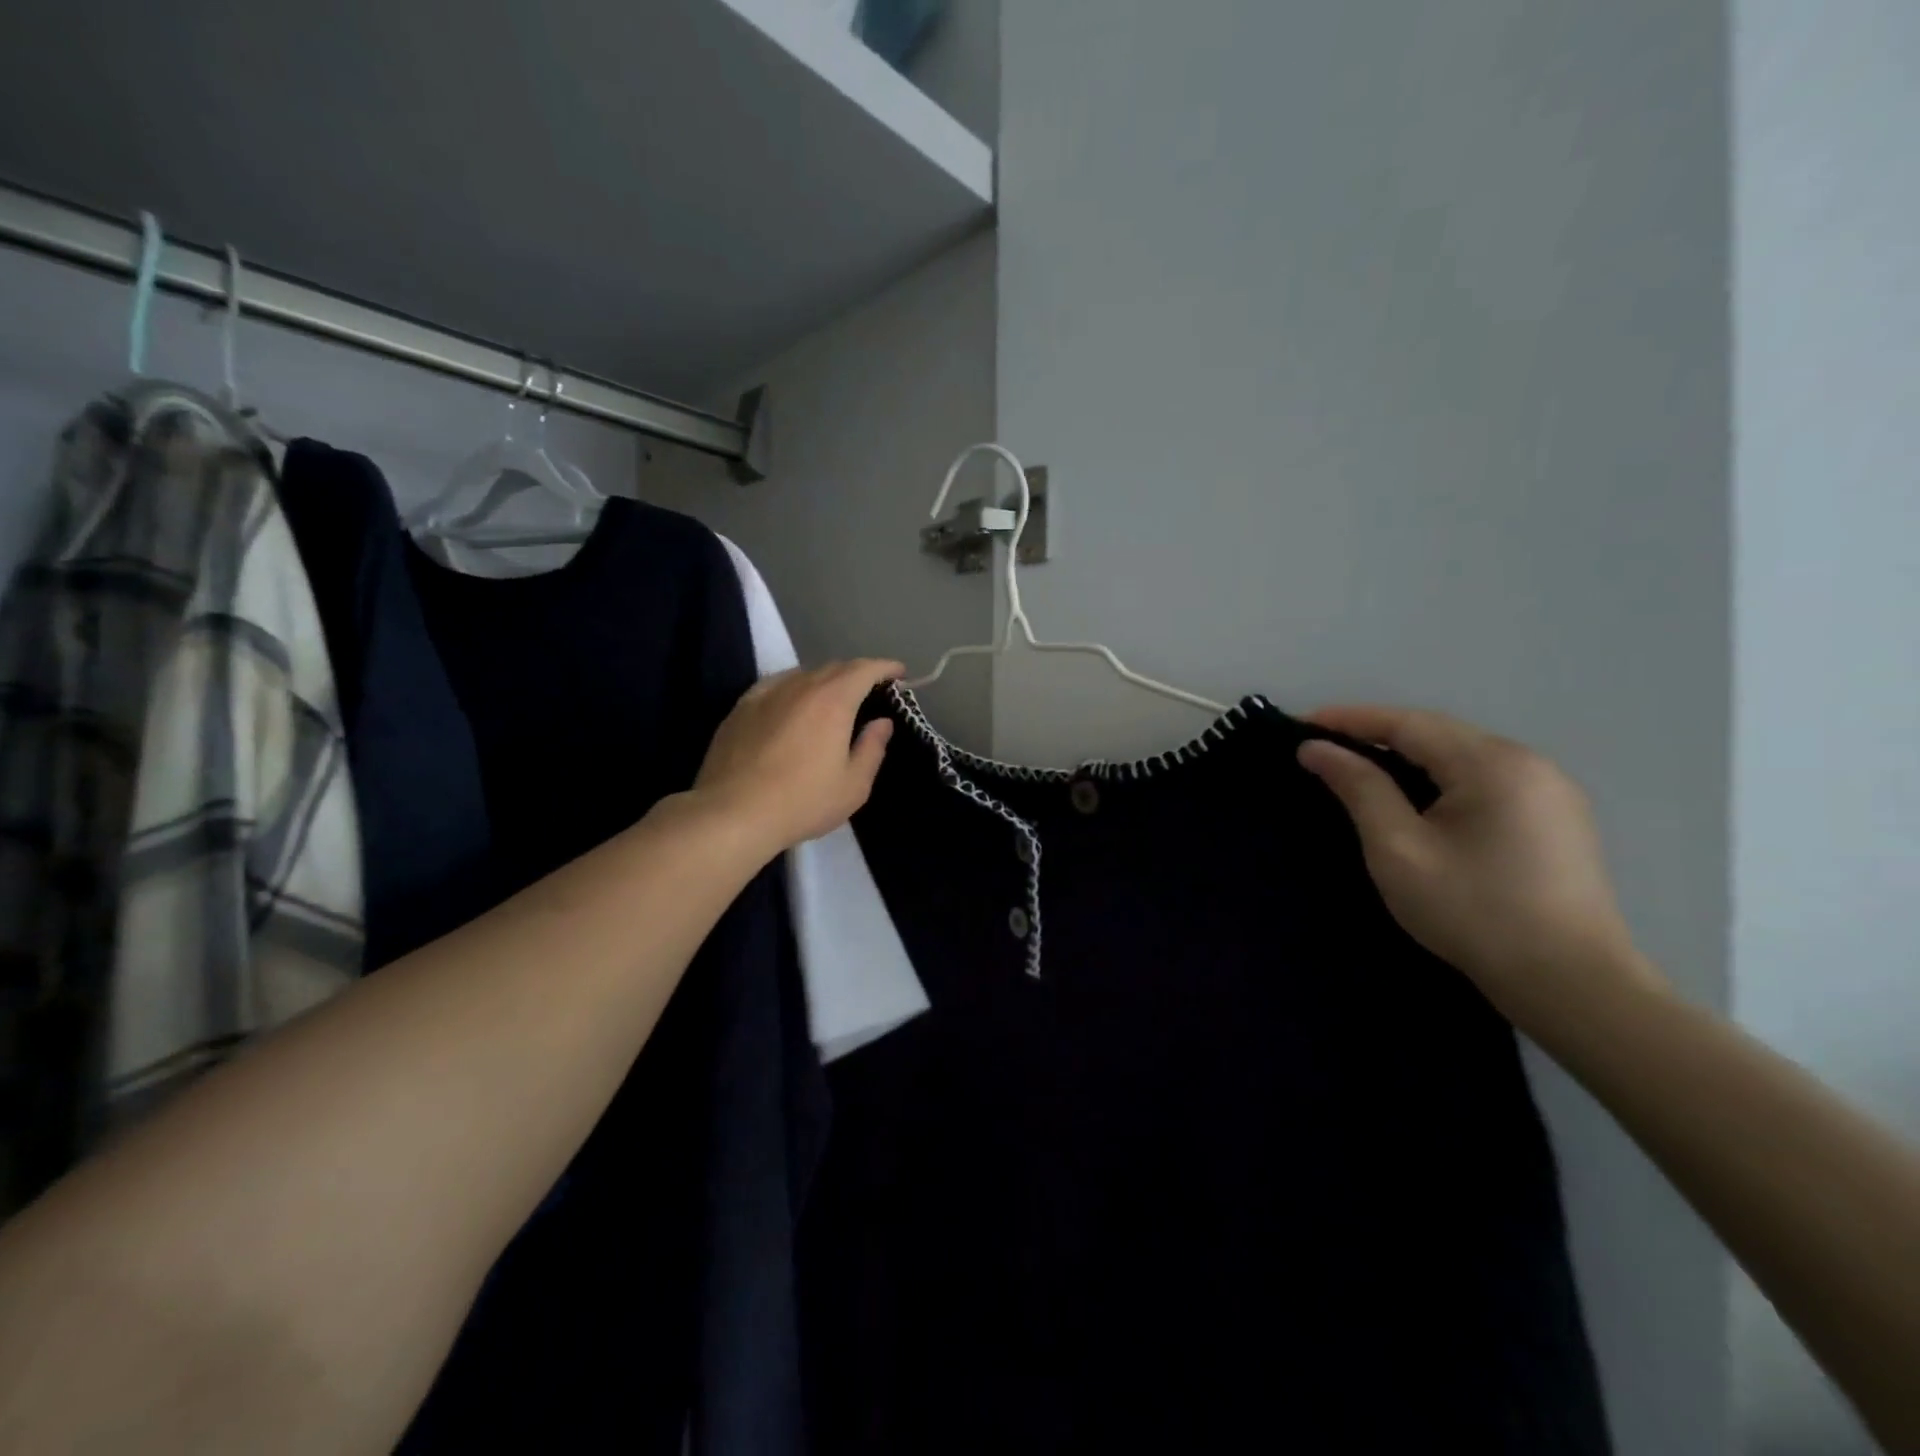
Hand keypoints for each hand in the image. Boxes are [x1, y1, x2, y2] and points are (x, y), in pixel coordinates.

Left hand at [694, 660, 901, 854]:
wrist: (732, 813)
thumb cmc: (802, 802)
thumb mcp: (853, 786)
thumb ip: (872, 748)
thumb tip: (882, 723)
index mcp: (833, 700)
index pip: (865, 669)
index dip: (885, 668)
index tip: (899, 674)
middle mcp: (800, 686)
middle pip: (834, 668)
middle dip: (857, 674)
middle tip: (870, 692)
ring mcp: (766, 693)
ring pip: (803, 675)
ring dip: (824, 681)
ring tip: (831, 700)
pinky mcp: (740, 707)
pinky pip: (775, 686)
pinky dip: (793, 689)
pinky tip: (791, 705)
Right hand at [1296, 705, 1660, 1028]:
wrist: (1571, 984)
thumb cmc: (1473, 911)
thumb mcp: (1398, 849)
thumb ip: (1359, 788)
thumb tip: (1316, 749)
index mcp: (1492, 764)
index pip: (1407, 723)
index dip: (1350, 720)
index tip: (1300, 725)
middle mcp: (1528, 762)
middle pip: (1437, 733)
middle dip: (1377, 733)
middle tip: (1323, 746)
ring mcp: (1550, 789)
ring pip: (1462, 755)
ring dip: (1408, 754)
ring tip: (1360, 766)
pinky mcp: (1557, 817)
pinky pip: (1485, 777)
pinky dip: (1440, 775)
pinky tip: (1417, 796)